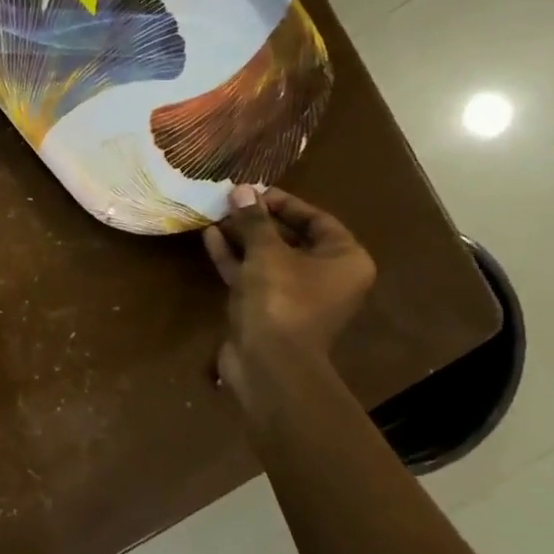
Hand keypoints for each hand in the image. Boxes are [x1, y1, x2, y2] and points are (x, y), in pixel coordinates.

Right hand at [203, 184, 375, 395]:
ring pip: (268, 258)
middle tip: (230, 202)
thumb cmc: (281, 300)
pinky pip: (253, 276)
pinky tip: (209, 238)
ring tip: (215, 215)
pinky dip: (234, 259)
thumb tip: (241, 190)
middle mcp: (326, 276)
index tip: (252, 191)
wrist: (268, 364)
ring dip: (242, 238)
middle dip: (258, 220)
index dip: (284, 202)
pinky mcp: (268, 309)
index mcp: (344, 260)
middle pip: (291, 238)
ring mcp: (296, 295)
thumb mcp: (267, 253)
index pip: (317, 219)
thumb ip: (254, 220)